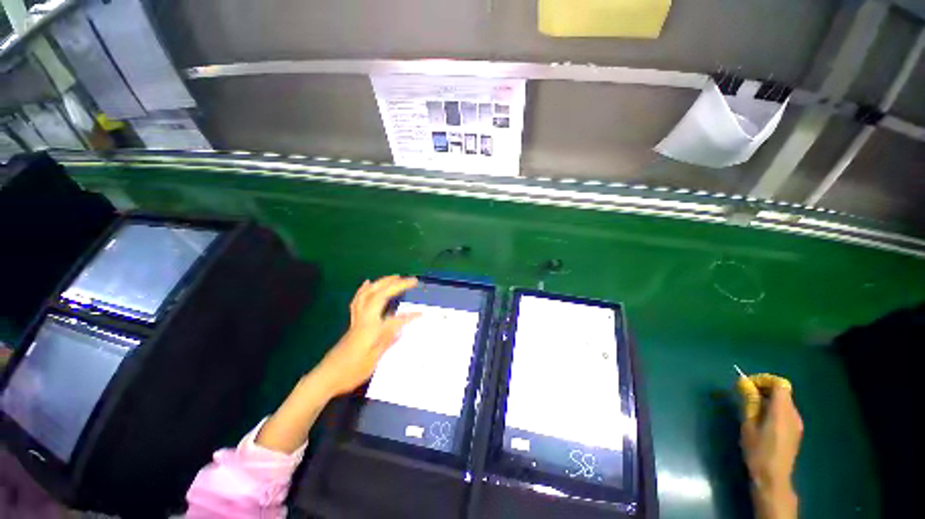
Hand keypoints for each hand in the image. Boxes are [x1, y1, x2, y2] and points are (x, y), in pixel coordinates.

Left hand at [315, 276, 419, 396]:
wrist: (326, 377)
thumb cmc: (350, 372)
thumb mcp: (373, 360)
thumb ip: (387, 340)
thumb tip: (402, 326)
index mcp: (370, 329)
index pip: (394, 319)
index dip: (409, 316)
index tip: (422, 314)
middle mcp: (364, 319)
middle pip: (379, 295)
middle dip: (396, 285)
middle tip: (412, 280)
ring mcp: (357, 319)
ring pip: (368, 294)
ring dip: (382, 282)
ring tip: (395, 276)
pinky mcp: (353, 322)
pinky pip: (358, 300)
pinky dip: (364, 289)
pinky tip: (368, 282)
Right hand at [740, 379, 802, 518]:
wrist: (773, 478)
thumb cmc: (758, 450)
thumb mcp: (748, 425)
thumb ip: (749, 402)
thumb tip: (744, 383)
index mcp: (782, 411)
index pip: (779, 384)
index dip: (764, 380)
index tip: (747, 384)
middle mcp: (793, 414)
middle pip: (782, 392)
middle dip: (764, 389)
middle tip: (746, 395)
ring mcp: (797, 424)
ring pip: (784, 402)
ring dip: (768, 399)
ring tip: (752, 408)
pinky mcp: (796, 432)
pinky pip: (786, 412)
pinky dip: (774, 409)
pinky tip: (762, 420)